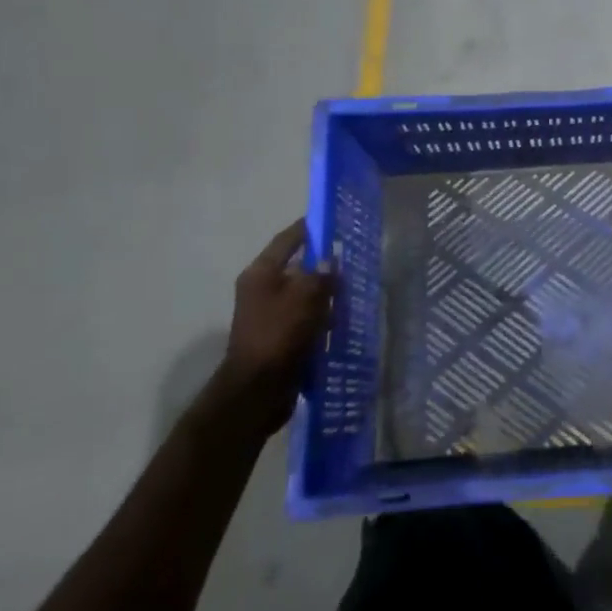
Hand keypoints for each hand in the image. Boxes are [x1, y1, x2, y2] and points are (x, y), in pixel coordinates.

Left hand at [226, 219, 335, 425]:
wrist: (258, 391)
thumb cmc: (280, 334)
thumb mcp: (306, 296)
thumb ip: (322, 273)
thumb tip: (330, 261)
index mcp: (261, 273)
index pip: (288, 239)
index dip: (309, 228)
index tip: (333, 219)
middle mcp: (261, 289)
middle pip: (296, 267)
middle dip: (323, 264)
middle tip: (352, 259)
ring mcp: (268, 314)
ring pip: (302, 294)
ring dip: (325, 294)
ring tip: (353, 292)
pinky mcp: (277, 337)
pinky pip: (303, 318)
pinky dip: (320, 317)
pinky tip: (341, 321)